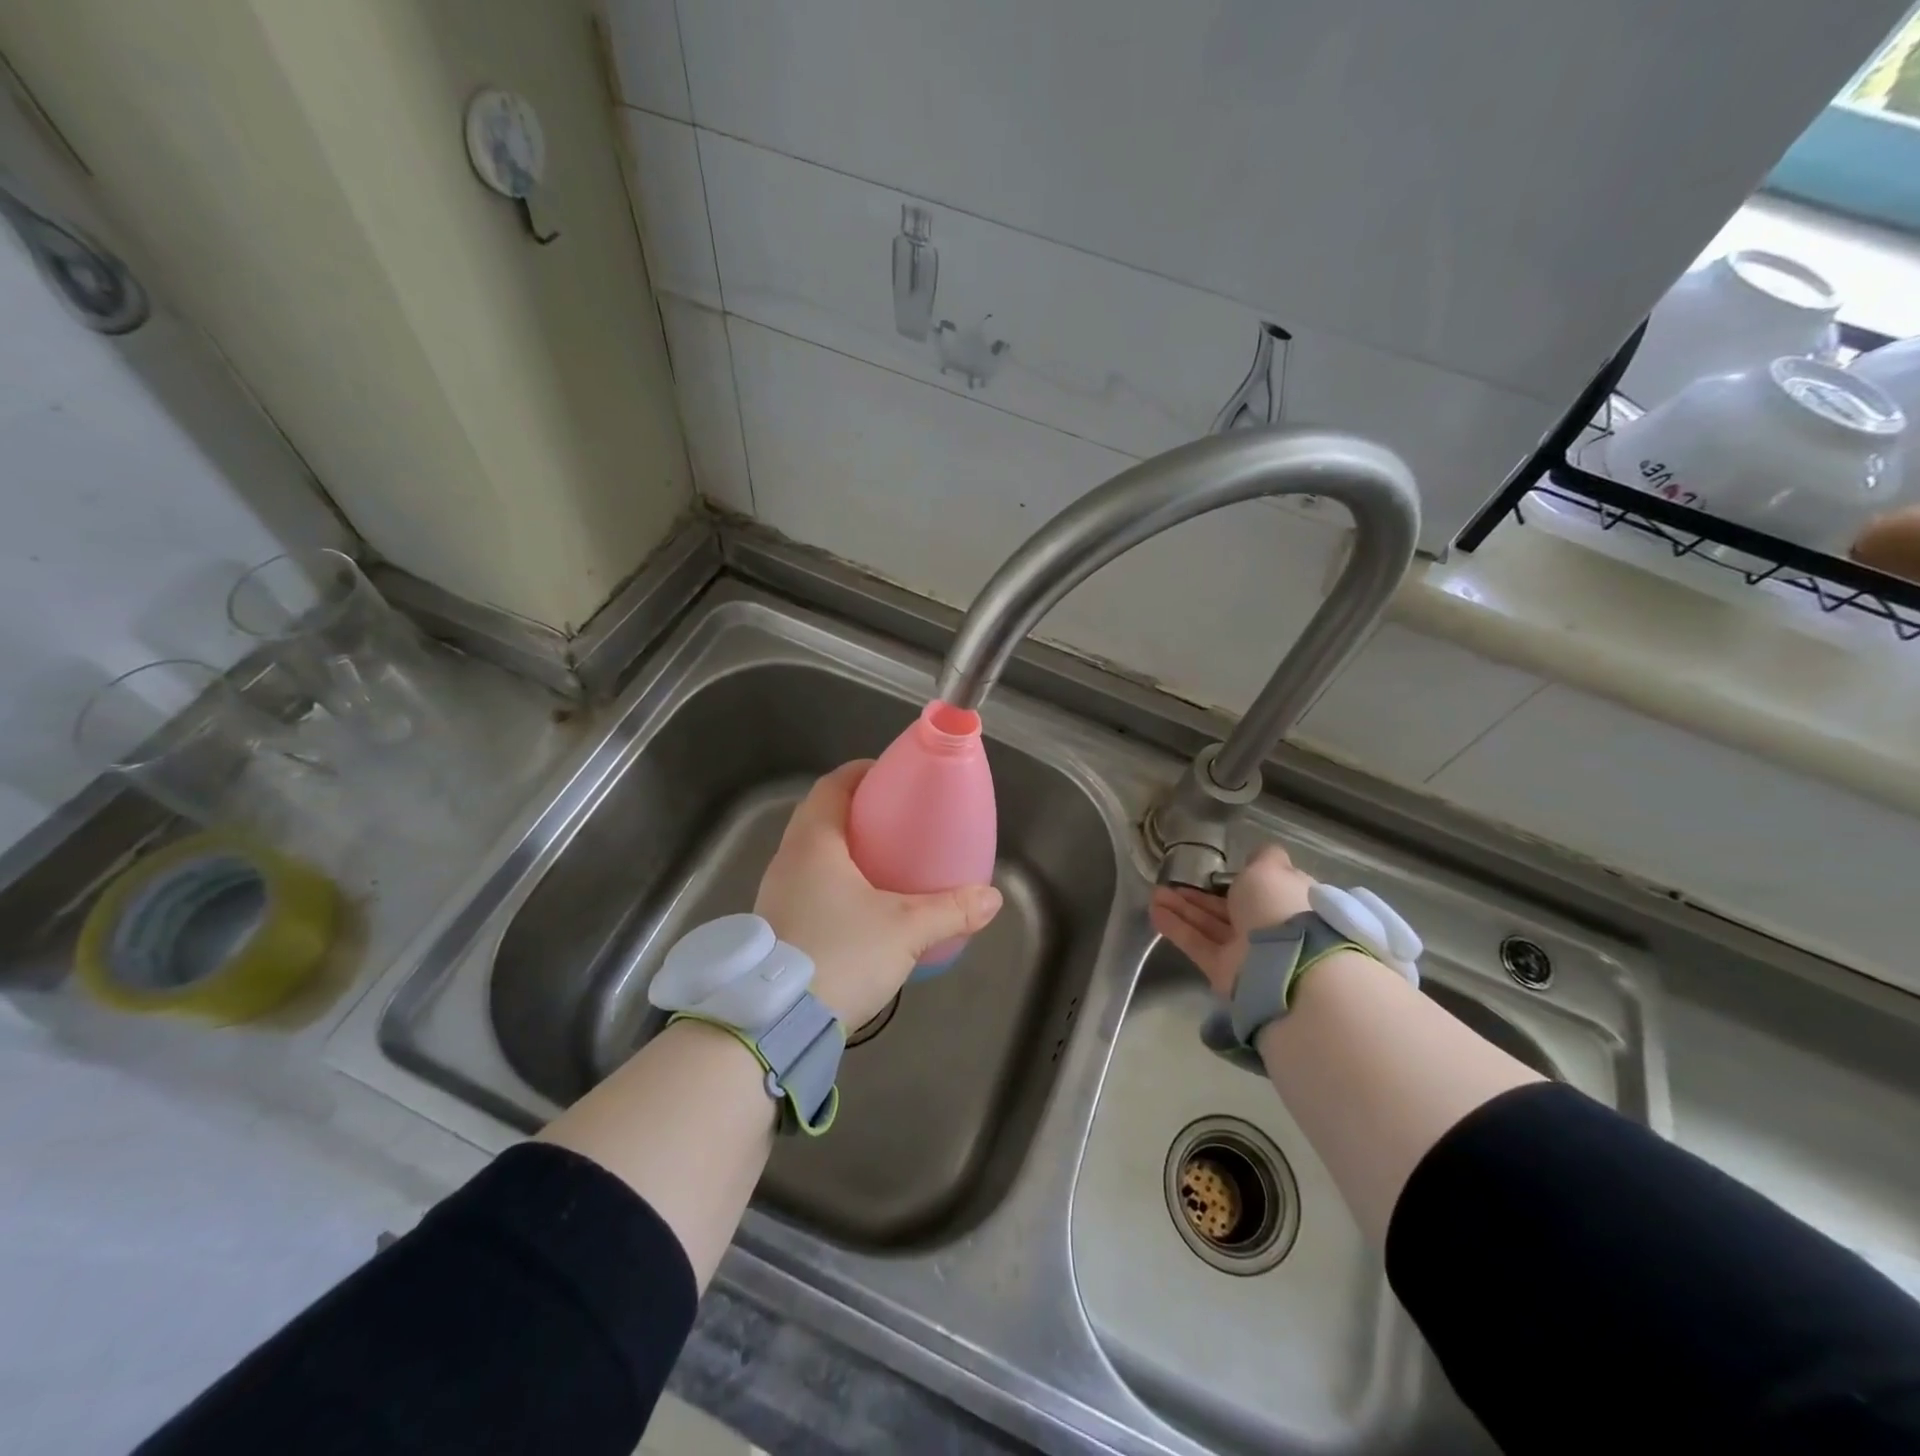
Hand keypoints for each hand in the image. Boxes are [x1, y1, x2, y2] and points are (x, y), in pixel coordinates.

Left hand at [755, 761, 1003, 1027]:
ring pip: (812, 854)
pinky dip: (834, 882)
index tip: (890, 776)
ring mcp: (775, 895)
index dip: (861, 773)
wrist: (774, 1024)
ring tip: (885, 863)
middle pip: (821, 817)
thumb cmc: (839, 955)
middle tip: (897, 820)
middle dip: (859, 812)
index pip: (832, 786)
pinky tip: (862, 908)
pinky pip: (807, 885)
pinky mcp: (776, 927)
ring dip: (845, 850)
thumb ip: (950, 910)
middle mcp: (787, 861)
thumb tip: (991, 898)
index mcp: (813, 843)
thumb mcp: (905, 930)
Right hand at [1149, 844, 1316, 996]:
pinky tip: (1154, 911)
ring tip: (1155, 893)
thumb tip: (1258, 855)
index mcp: (1287, 901)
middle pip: (1229, 908)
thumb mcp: (1270, 869)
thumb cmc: (1277, 905)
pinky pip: (1197, 944)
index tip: (1217, 872)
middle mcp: (1269, 926)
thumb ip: (1262, 858)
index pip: (1263, 888)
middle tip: (1171, 881)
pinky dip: (1176, 928)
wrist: (1283, 962)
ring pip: (1209, 925)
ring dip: (1182, 908)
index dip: (1241, 879)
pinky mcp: (1224, 970)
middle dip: (1200, 895)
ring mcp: (1246, 951)